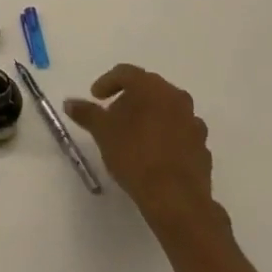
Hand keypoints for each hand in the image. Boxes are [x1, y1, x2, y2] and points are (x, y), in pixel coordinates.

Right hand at [65, 65, 228, 236]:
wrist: (176, 199)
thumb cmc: (135, 155)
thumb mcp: (102, 132)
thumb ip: (86, 113)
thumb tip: (70, 103)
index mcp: (151, 87)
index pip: (126, 73)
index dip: (106, 82)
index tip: (95, 97)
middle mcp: (176, 97)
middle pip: (148, 89)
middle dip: (128, 99)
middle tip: (112, 115)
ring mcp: (193, 122)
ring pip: (166, 110)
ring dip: (149, 116)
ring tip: (133, 136)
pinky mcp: (202, 146)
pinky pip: (179, 132)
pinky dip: (164, 135)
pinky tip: (153, 153)